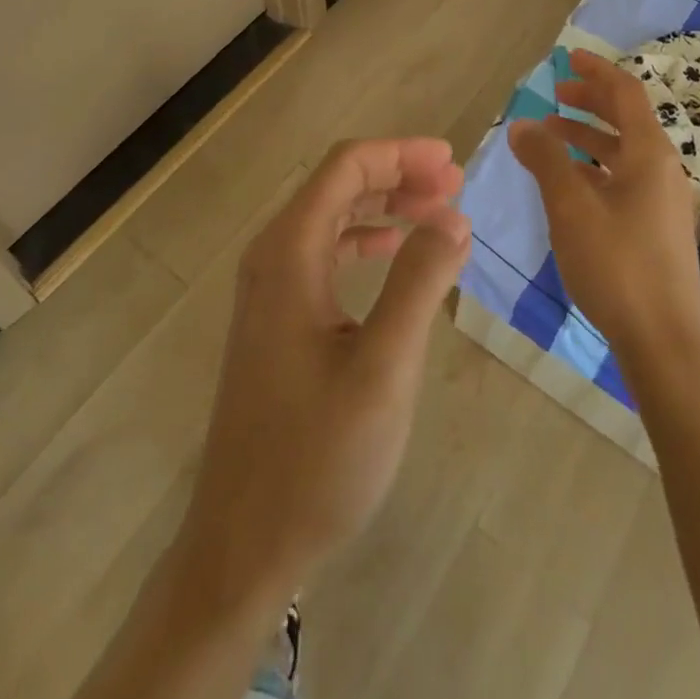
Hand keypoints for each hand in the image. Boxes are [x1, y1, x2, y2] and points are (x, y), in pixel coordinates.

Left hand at [177, 138, 471, 604]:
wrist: (244, 544)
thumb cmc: (316, 458)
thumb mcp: (383, 369)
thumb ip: (418, 284)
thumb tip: (454, 217)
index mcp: (289, 254)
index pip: (345, 168)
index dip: (400, 154)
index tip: (452, 162)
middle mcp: (273, 258)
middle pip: (337, 186)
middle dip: (398, 175)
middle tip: (455, 185)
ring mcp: (271, 289)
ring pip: (331, 218)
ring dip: (385, 206)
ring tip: (438, 211)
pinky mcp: (278, 319)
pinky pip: (325, 253)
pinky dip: (366, 240)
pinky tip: (395, 251)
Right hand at [508, 50, 699, 364]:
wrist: (665, 342)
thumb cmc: (617, 264)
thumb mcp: (570, 206)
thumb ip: (545, 159)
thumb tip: (522, 125)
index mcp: (649, 153)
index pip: (625, 93)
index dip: (596, 72)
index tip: (567, 60)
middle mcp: (662, 169)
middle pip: (626, 119)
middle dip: (590, 103)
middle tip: (555, 95)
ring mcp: (663, 200)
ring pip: (623, 152)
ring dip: (588, 137)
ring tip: (550, 137)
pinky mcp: (657, 228)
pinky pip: (624, 179)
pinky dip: (595, 168)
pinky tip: (569, 184)